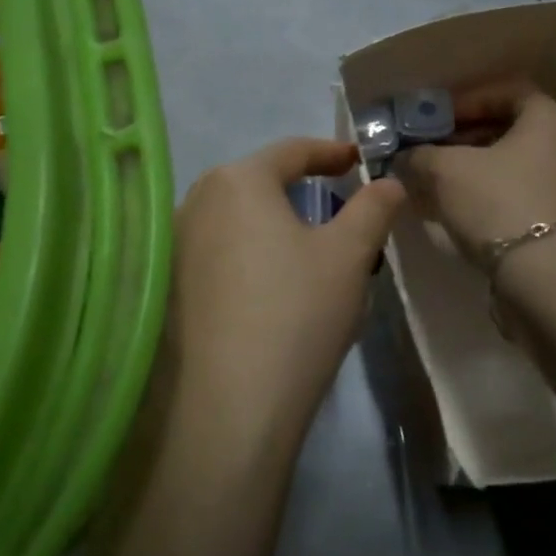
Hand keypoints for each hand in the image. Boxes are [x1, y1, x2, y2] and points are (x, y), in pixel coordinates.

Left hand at [169, 139, 405, 444]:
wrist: (231, 404)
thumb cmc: (297, 313)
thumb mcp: (349, 255)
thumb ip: (373, 208)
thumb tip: (389, 182)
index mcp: (237, 180)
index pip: (291, 151)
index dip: (330, 153)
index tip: (358, 161)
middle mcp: (195, 200)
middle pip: (258, 182)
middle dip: (300, 190)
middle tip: (338, 210)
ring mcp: (174, 243)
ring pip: (236, 218)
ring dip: (272, 224)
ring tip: (306, 252)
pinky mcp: (167, 283)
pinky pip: (216, 250)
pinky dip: (247, 252)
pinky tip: (267, 287)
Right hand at [393, 81, 555, 262]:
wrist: (545, 278)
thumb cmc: (497, 203)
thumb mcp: (445, 170)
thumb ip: (421, 154)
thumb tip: (406, 156)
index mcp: (550, 120)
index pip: (507, 90)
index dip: (466, 100)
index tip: (434, 119)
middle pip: (508, 128)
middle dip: (461, 137)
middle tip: (427, 150)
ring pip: (510, 164)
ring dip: (470, 168)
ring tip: (432, 182)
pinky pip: (516, 193)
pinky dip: (485, 194)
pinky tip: (453, 210)